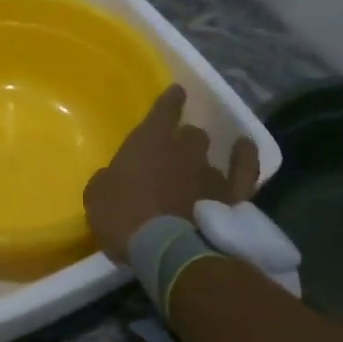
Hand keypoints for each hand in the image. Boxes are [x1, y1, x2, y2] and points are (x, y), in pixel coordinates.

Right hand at [84, 85, 260, 261]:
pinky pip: (244, 170)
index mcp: (149, 141)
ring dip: (201, 161)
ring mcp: (210, 172)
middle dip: (183, 141)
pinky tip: (245, 148)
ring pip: (209, 154)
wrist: (165, 249)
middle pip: (190, 134)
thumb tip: (117, 178)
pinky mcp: (231, 196)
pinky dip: (245, 158)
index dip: (170, 101)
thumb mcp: (97, 194)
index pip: (164, 109)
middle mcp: (184, 149)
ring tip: (196, 172)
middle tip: (173, 156)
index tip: (176, 92)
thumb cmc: (123, 217)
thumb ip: (110, 178)